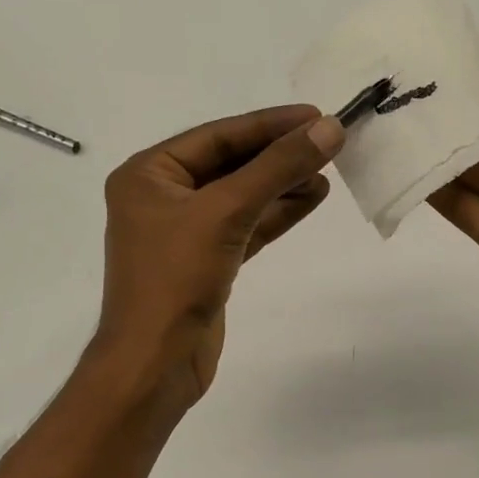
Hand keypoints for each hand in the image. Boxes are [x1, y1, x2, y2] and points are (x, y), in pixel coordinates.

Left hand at [94, 105, 342, 409]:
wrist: (156, 362)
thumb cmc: (176, 278)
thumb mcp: (226, 212)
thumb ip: (277, 168)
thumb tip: (329, 128)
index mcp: (149, 174)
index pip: (218, 136)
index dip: (269, 124)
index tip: (317, 115)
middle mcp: (163, 197)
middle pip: (231, 164)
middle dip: (279, 155)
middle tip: (328, 142)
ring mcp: (185, 231)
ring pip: (242, 196)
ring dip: (283, 184)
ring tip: (328, 170)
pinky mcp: (207, 261)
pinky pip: (246, 226)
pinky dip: (277, 213)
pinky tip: (311, 198)